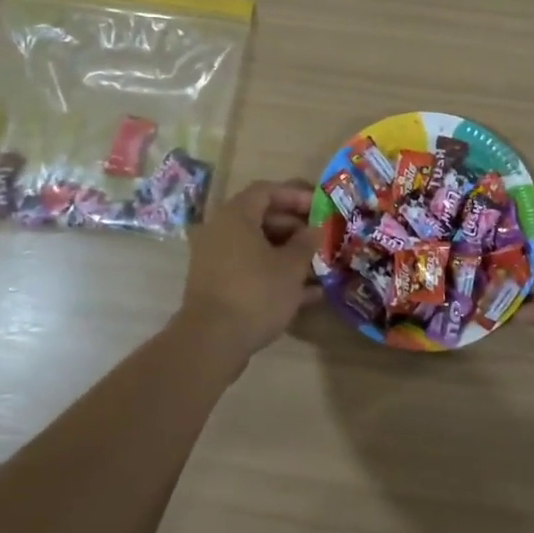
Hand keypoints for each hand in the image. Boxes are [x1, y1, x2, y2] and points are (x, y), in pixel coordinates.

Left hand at [174, 179, 321, 368]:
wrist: (212, 342)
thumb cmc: (256, 293)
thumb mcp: (291, 266)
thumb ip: (306, 243)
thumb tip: (314, 230)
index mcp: (235, 216)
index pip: (266, 191)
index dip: (295, 196)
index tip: (320, 207)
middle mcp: (220, 231)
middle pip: (261, 218)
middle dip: (295, 228)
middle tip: (321, 239)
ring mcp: (216, 259)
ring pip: (257, 247)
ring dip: (288, 254)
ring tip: (320, 266)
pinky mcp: (217, 285)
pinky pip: (250, 270)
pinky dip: (275, 275)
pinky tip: (308, 293)